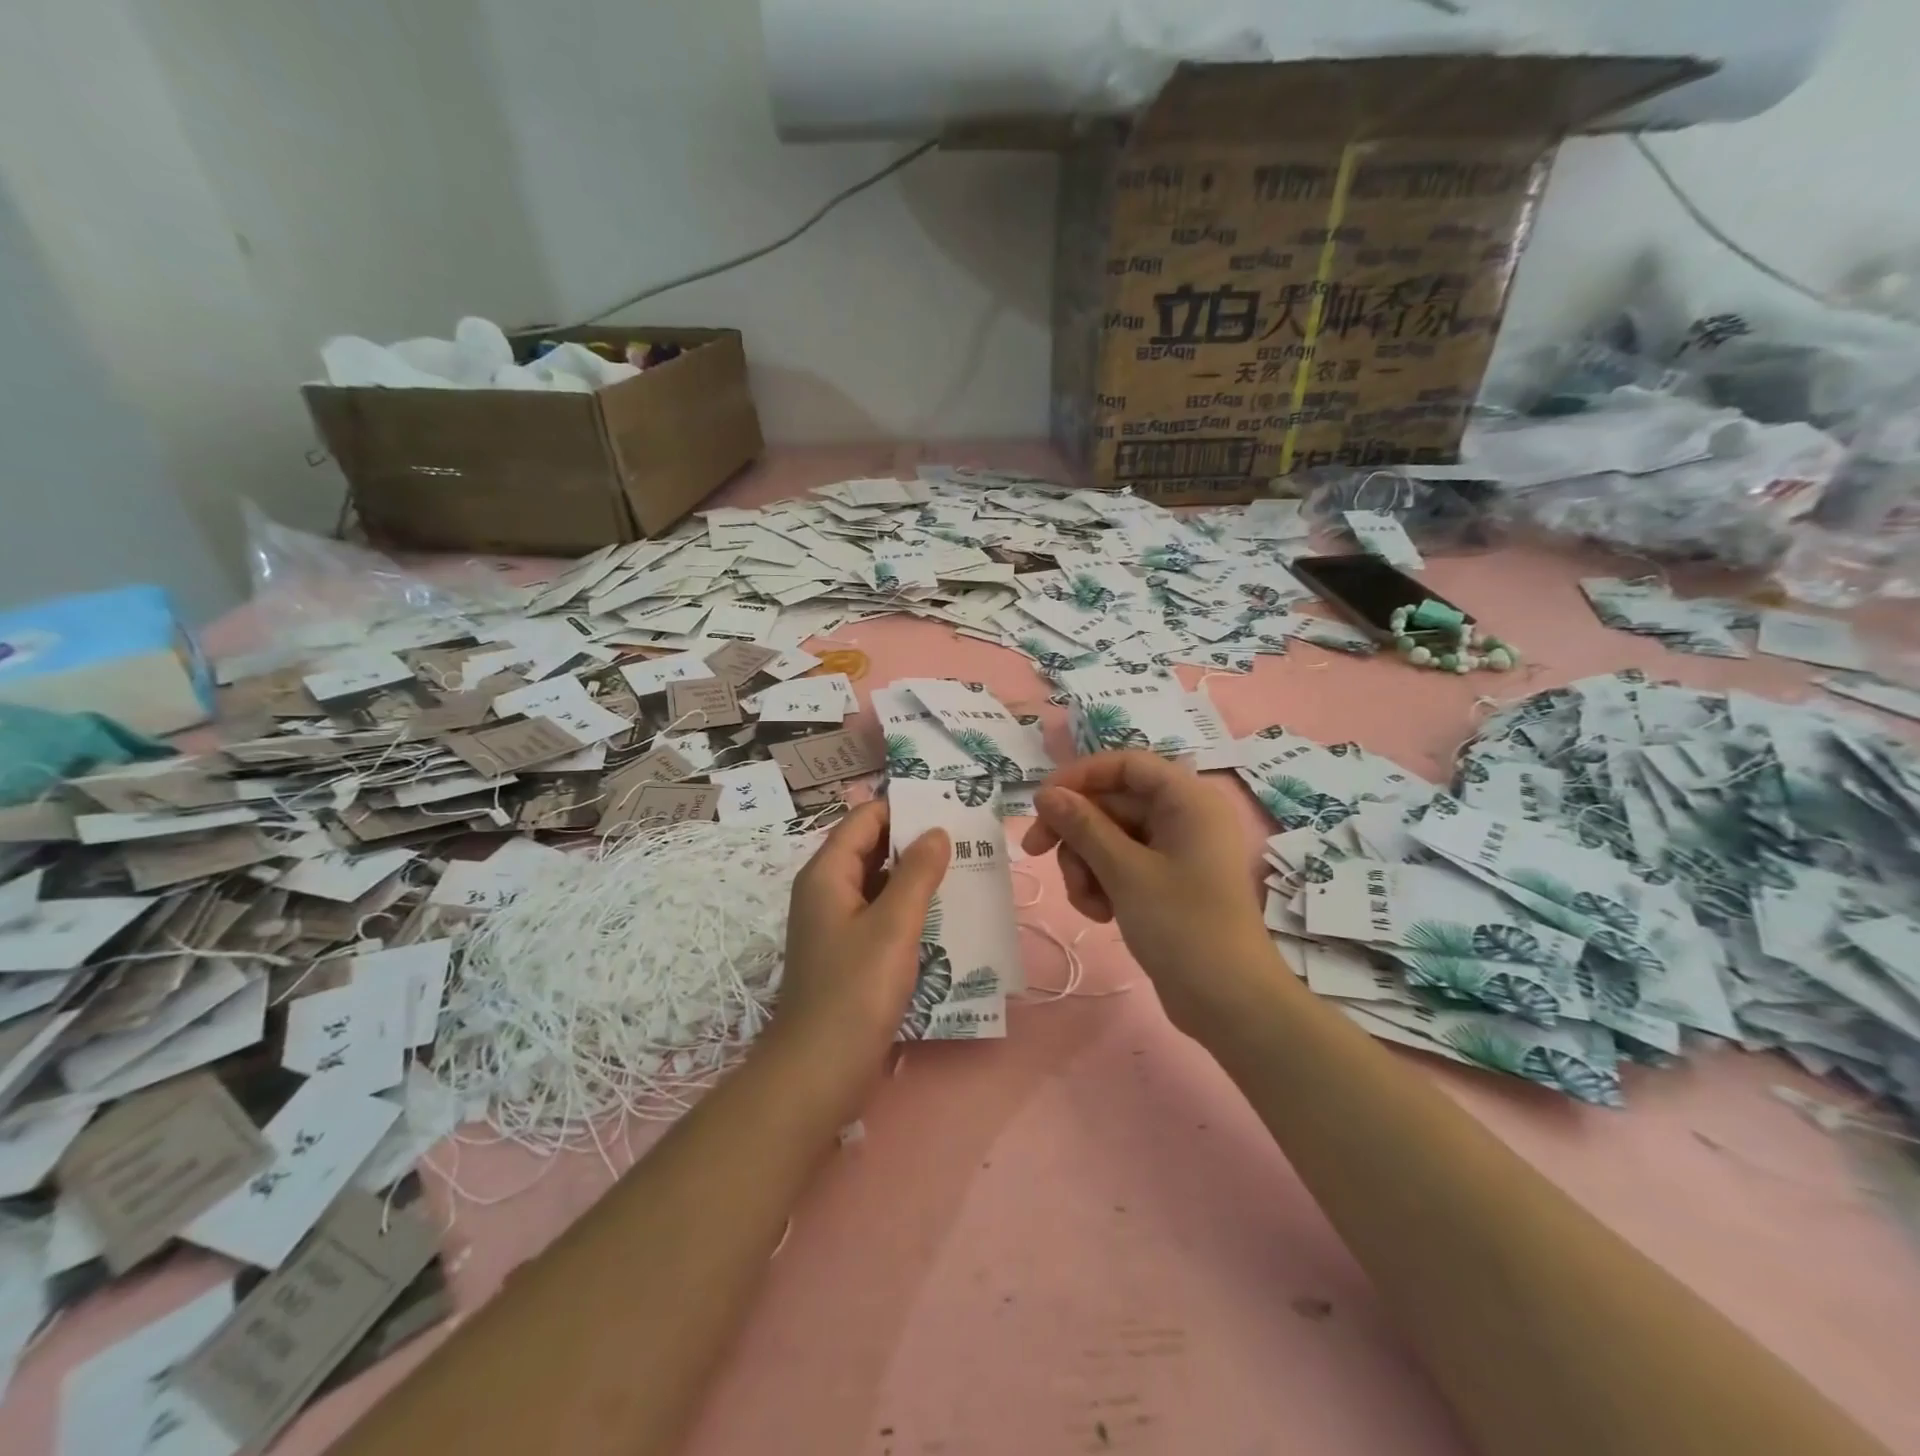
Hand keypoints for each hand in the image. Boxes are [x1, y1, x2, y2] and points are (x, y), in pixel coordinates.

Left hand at [775, 800, 949, 1074]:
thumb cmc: (855, 991)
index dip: (903, 808)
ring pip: (878, 883)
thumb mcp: (893, 926)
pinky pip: (880, 914)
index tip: (947, 807)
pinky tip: (944, 914)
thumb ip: (917, 873)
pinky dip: (908, 908)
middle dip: (914, 841)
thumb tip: (936, 831)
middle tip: (965, 837)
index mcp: (827, 874)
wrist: (819, 1071)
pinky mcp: (848, 953)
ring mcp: (836, 924)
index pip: (865, 819)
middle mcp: (826, 891)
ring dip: (915, 876)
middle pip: (871, 848)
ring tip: (963, 869)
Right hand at [1023, 751, 1277, 1034]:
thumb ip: (1083, 826)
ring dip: (1086, 865)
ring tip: (1088, 903)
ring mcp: (1175, 851)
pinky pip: (1121, 865)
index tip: (1041, 802)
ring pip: (1110, 837)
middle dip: (1076, 832)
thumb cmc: (1183, 926)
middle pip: (1113, 803)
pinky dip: (1103, 883)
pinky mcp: (1167, 882)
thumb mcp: (1125, 872)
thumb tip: (1046, 794)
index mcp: (1187, 800)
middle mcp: (1184, 817)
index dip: (1080, 776)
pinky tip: (1101, 914)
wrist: (1229, 1004)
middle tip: (1034, 853)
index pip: (1126, 765)